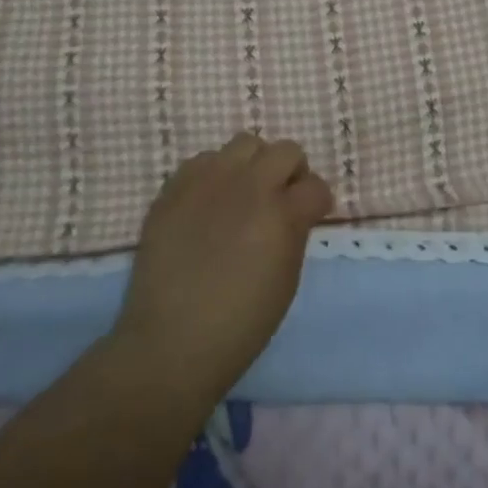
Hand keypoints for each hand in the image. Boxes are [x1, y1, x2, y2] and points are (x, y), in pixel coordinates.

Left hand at [111, 133, 333, 408]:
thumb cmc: (239, 326)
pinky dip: (213, 175)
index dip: (317, 201)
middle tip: (279, 199)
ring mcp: (209, 181)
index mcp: (282, 214)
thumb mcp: (286, 280)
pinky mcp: (176, 187)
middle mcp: (249, 186)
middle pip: (286, 150)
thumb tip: (294, 211)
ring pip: (245, 144)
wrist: (170, 344)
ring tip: (241, 194)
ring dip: (252, 165)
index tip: (310, 215)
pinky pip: (204, 160)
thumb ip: (294, 232)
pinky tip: (208, 204)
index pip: (316, 185)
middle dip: (290, 172)